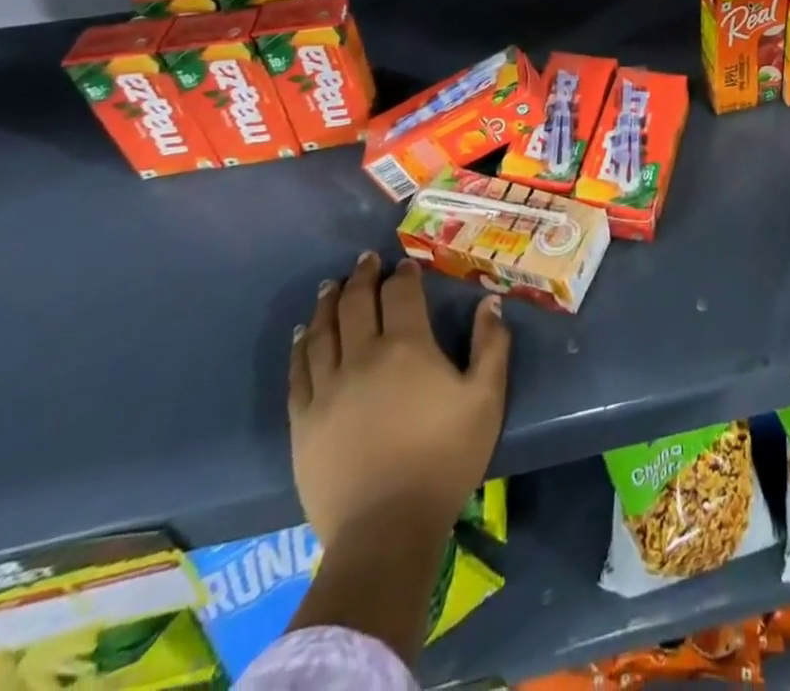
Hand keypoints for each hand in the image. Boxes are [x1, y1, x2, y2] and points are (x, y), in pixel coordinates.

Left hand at [289, 254, 511, 551]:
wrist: (386, 530)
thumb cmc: (444, 459)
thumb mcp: (486, 399)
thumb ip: (491, 345)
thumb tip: (490, 302)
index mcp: (408, 348)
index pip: (401, 294)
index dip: (403, 275)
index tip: (404, 265)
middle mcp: (363, 356)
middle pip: (357, 303)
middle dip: (362, 277)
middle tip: (364, 260)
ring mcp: (327, 388)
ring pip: (323, 331)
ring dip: (328, 303)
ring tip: (331, 285)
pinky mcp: (303, 420)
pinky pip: (298, 371)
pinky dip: (301, 345)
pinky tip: (303, 333)